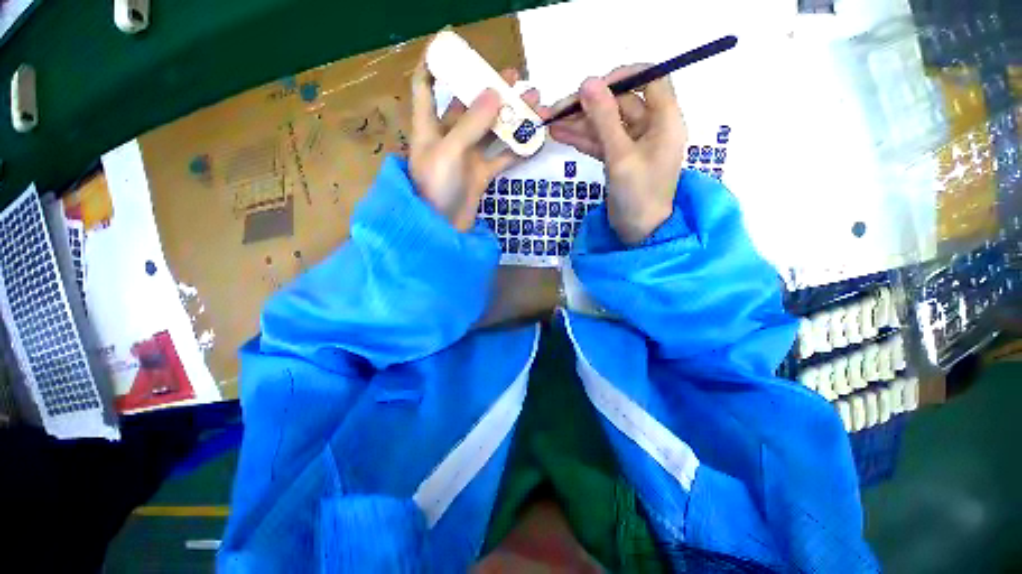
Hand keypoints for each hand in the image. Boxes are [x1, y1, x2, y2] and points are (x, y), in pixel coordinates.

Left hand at [410, 63, 539, 230]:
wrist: (444, 231)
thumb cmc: (437, 190)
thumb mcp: (448, 152)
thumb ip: (471, 123)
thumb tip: (495, 93)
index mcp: (429, 127)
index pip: (425, 87)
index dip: (434, 63)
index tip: (452, 45)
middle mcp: (448, 138)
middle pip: (468, 106)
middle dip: (489, 89)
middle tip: (516, 77)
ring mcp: (467, 158)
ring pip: (491, 132)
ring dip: (511, 118)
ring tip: (535, 101)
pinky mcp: (481, 175)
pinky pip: (502, 157)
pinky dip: (517, 149)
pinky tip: (535, 139)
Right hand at [546, 65, 686, 243]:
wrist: (638, 232)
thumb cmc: (638, 194)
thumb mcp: (620, 156)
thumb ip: (604, 119)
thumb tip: (587, 82)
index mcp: (665, 120)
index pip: (650, 79)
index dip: (623, 76)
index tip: (594, 86)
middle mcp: (651, 127)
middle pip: (620, 104)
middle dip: (589, 106)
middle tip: (558, 109)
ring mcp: (633, 144)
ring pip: (606, 124)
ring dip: (580, 123)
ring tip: (550, 122)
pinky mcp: (619, 159)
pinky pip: (601, 142)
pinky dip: (582, 139)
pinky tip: (560, 135)